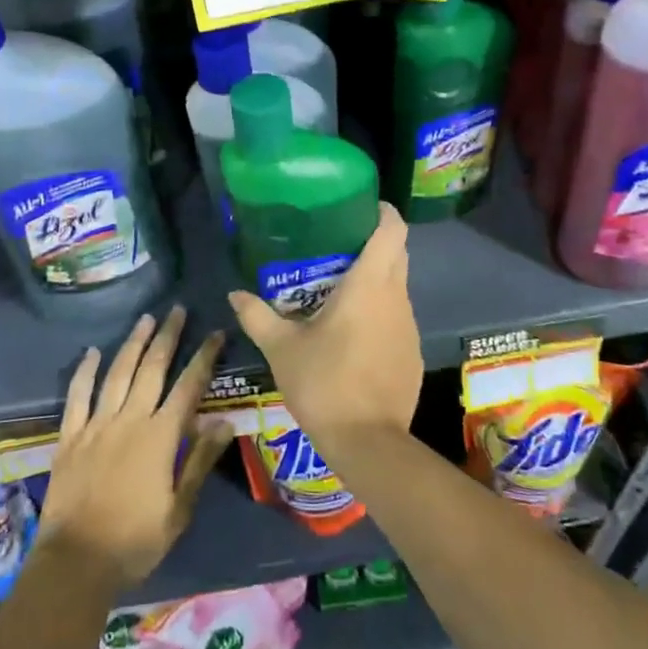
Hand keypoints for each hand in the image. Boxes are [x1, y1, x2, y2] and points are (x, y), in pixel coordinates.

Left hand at [35, 307, 233, 589]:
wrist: (75, 564)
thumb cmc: (134, 542)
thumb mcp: (178, 510)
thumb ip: (200, 463)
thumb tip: (225, 423)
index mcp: (160, 437)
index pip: (188, 386)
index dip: (204, 357)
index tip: (215, 333)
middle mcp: (130, 420)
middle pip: (152, 368)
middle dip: (167, 336)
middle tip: (176, 310)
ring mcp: (96, 425)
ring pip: (118, 373)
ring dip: (133, 344)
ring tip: (145, 319)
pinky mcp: (70, 437)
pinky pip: (77, 396)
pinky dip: (85, 371)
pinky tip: (92, 351)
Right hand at [227, 203, 421, 464]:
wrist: (368, 443)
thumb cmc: (324, 383)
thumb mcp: (282, 348)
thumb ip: (258, 316)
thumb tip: (234, 294)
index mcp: (370, 284)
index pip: (392, 230)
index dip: (383, 212)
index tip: (363, 205)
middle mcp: (396, 297)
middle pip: (397, 253)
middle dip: (375, 241)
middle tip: (340, 243)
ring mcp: (410, 327)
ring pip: (397, 287)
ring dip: (376, 280)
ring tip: (340, 287)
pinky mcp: (412, 353)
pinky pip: (398, 318)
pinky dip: (380, 312)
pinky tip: (354, 332)